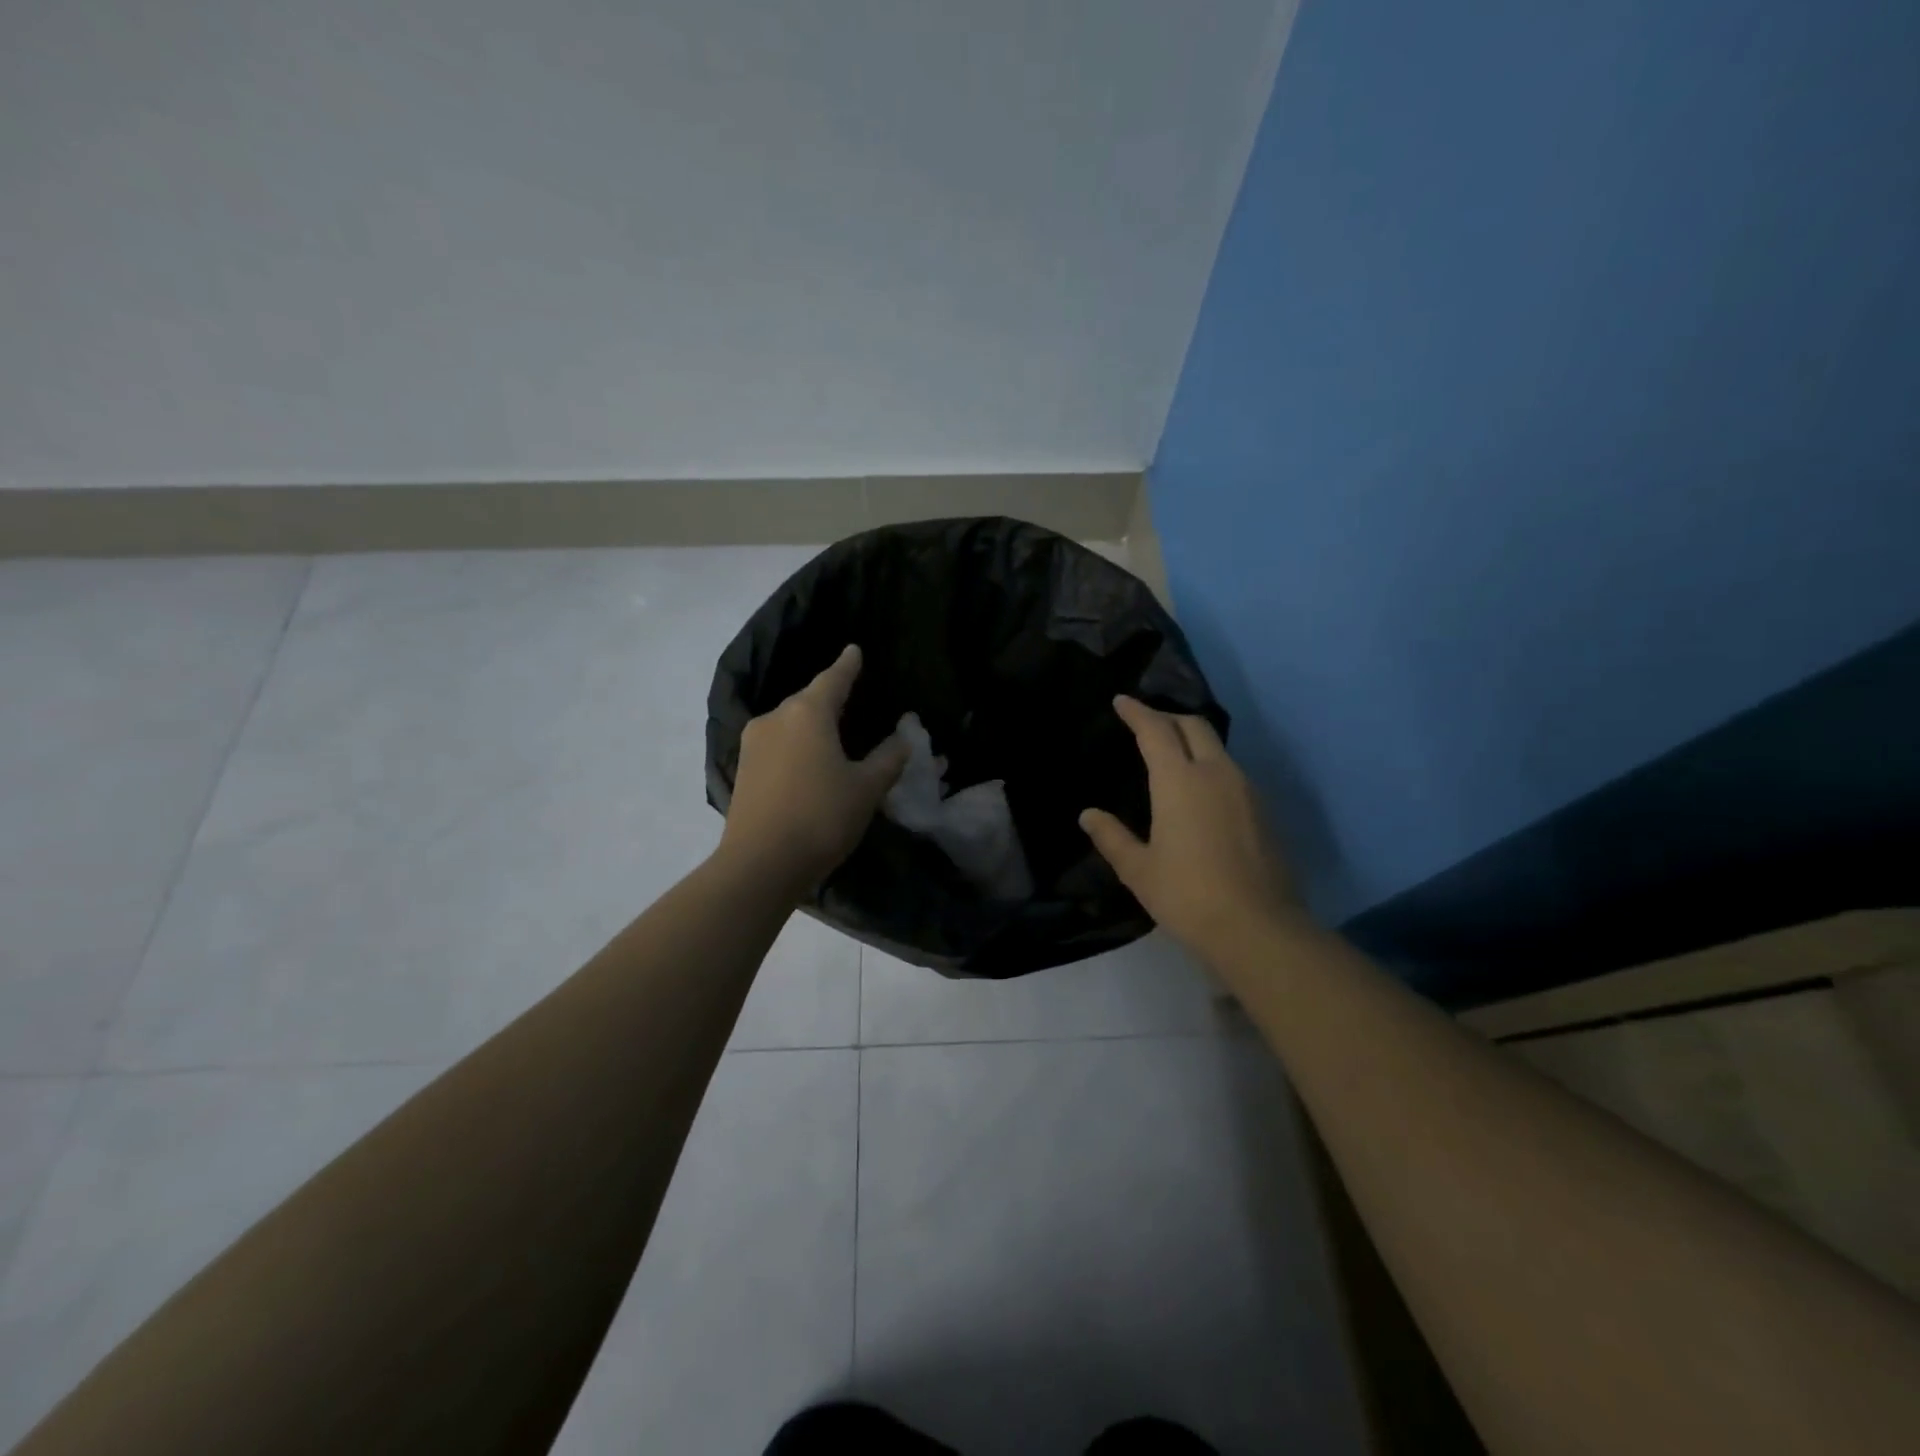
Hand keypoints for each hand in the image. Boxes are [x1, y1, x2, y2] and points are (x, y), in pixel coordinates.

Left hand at [719, 645, 909, 893]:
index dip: (847, 665)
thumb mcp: (866, 788)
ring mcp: (753, 743)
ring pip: (790, 723)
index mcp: (808, 713)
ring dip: (810, 725)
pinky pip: (777, 745)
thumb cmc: (821, 817)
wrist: (760, 864)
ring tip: (831, 736)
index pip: (833, 679)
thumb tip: (903, 738)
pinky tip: (806, 762)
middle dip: (829, 698)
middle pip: (808, 700)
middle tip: (851, 700)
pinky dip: (795, 746)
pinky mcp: (743, 769)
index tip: (854, 650)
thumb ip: (888, 759)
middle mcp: (776, 718)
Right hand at [1080, 696, 1304, 964]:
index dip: (1137, 712)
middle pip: (1193, 726)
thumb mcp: (1138, 869)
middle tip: (1146, 722)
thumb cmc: (1187, 895)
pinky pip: (1231, 771)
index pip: (1156, 730)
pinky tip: (1199, 789)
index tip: (1122, 701)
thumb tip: (1089, 815)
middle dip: (1167, 717)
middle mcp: (1216, 773)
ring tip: (1171, 753)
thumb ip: (1112, 837)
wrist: (1258, 928)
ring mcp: (1245, 790)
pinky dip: (1209, 764)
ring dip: (1192, 740)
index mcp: (1179, 781)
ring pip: (1217, 747)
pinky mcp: (1263, 810)